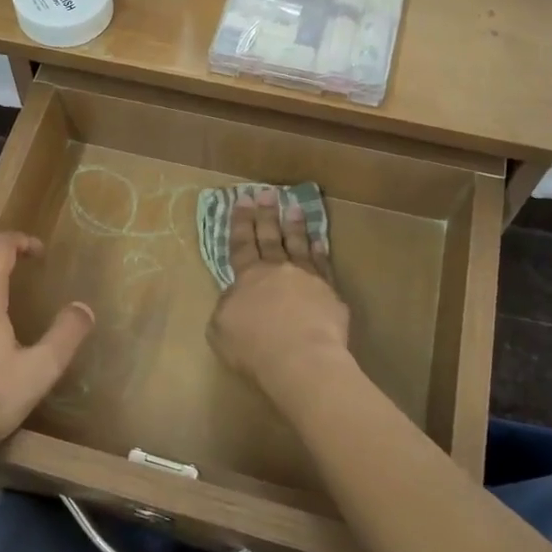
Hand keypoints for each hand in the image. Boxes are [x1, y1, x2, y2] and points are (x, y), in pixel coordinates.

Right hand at [207, 188, 350, 398]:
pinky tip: (319, 241)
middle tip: (266, 193)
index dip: (240, 223)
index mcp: (247, 277)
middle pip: (270, 238)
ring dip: (295, 226)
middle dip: (266, 215)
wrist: (300, 359)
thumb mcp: (220, 328)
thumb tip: (235, 296)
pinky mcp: (330, 293)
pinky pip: (323, 266)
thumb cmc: (253, 347)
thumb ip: (226, 307)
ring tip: (294, 207)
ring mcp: (307, 278)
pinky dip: (319, 252)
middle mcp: (277, 270)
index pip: (241, 244)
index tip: (241, 200)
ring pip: (299, 245)